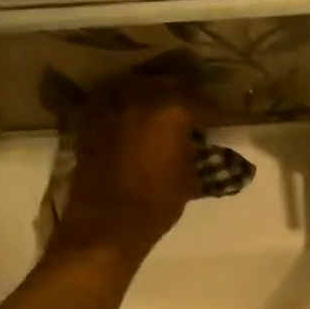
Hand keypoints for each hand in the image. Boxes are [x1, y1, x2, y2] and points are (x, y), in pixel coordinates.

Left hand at [51, 74, 207, 263]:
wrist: (107, 224)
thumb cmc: (156, 203)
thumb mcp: (189, 177)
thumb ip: (193, 150)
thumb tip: (193, 141)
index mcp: (172, 112)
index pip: (201, 101)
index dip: (213, 110)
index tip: (219, 118)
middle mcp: (141, 99)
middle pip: (166, 84)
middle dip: (182, 94)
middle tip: (191, 109)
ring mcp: (112, 107)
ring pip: (135, 84)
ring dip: (150, 92)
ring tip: (159, 106)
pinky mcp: (90, 121)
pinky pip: (110, 100)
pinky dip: (123, 103)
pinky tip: (131, 115)